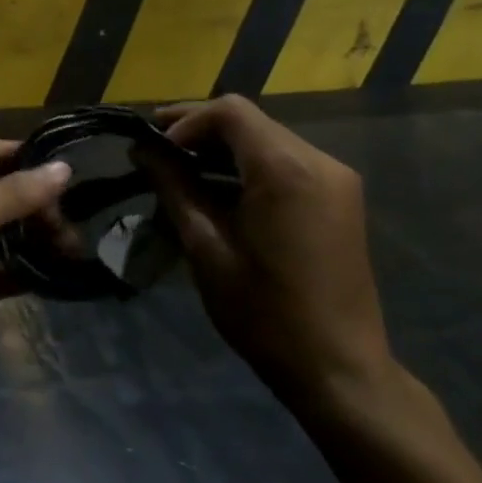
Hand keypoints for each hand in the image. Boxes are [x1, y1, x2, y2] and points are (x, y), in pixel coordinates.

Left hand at [0, 141, 69, 379]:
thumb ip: (13, 194)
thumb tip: (62, 167)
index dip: (25, 155)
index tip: (71, 164)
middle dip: (37, 202)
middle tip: (85, 214)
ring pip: (1, 235)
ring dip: (35, 239)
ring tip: (81, 244)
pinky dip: (24, 272)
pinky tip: (61, 275)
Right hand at [144, 97, 394, 414]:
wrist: (339, 370)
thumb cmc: (264, 312)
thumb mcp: (205, 247)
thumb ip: (173, 187)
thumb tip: (142, 149)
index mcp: (286, 170)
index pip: (229, 112)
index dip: (184, 121)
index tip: (153, 148)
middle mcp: (318, 161)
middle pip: (248, 121)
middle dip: (198, 130)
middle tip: (155, 152)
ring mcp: (335, 179)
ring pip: (265, 138)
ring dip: (221, 147)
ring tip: (179, 171)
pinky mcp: (339, 197)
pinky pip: (285, 161)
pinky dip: (246, 165)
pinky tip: (218, 189)